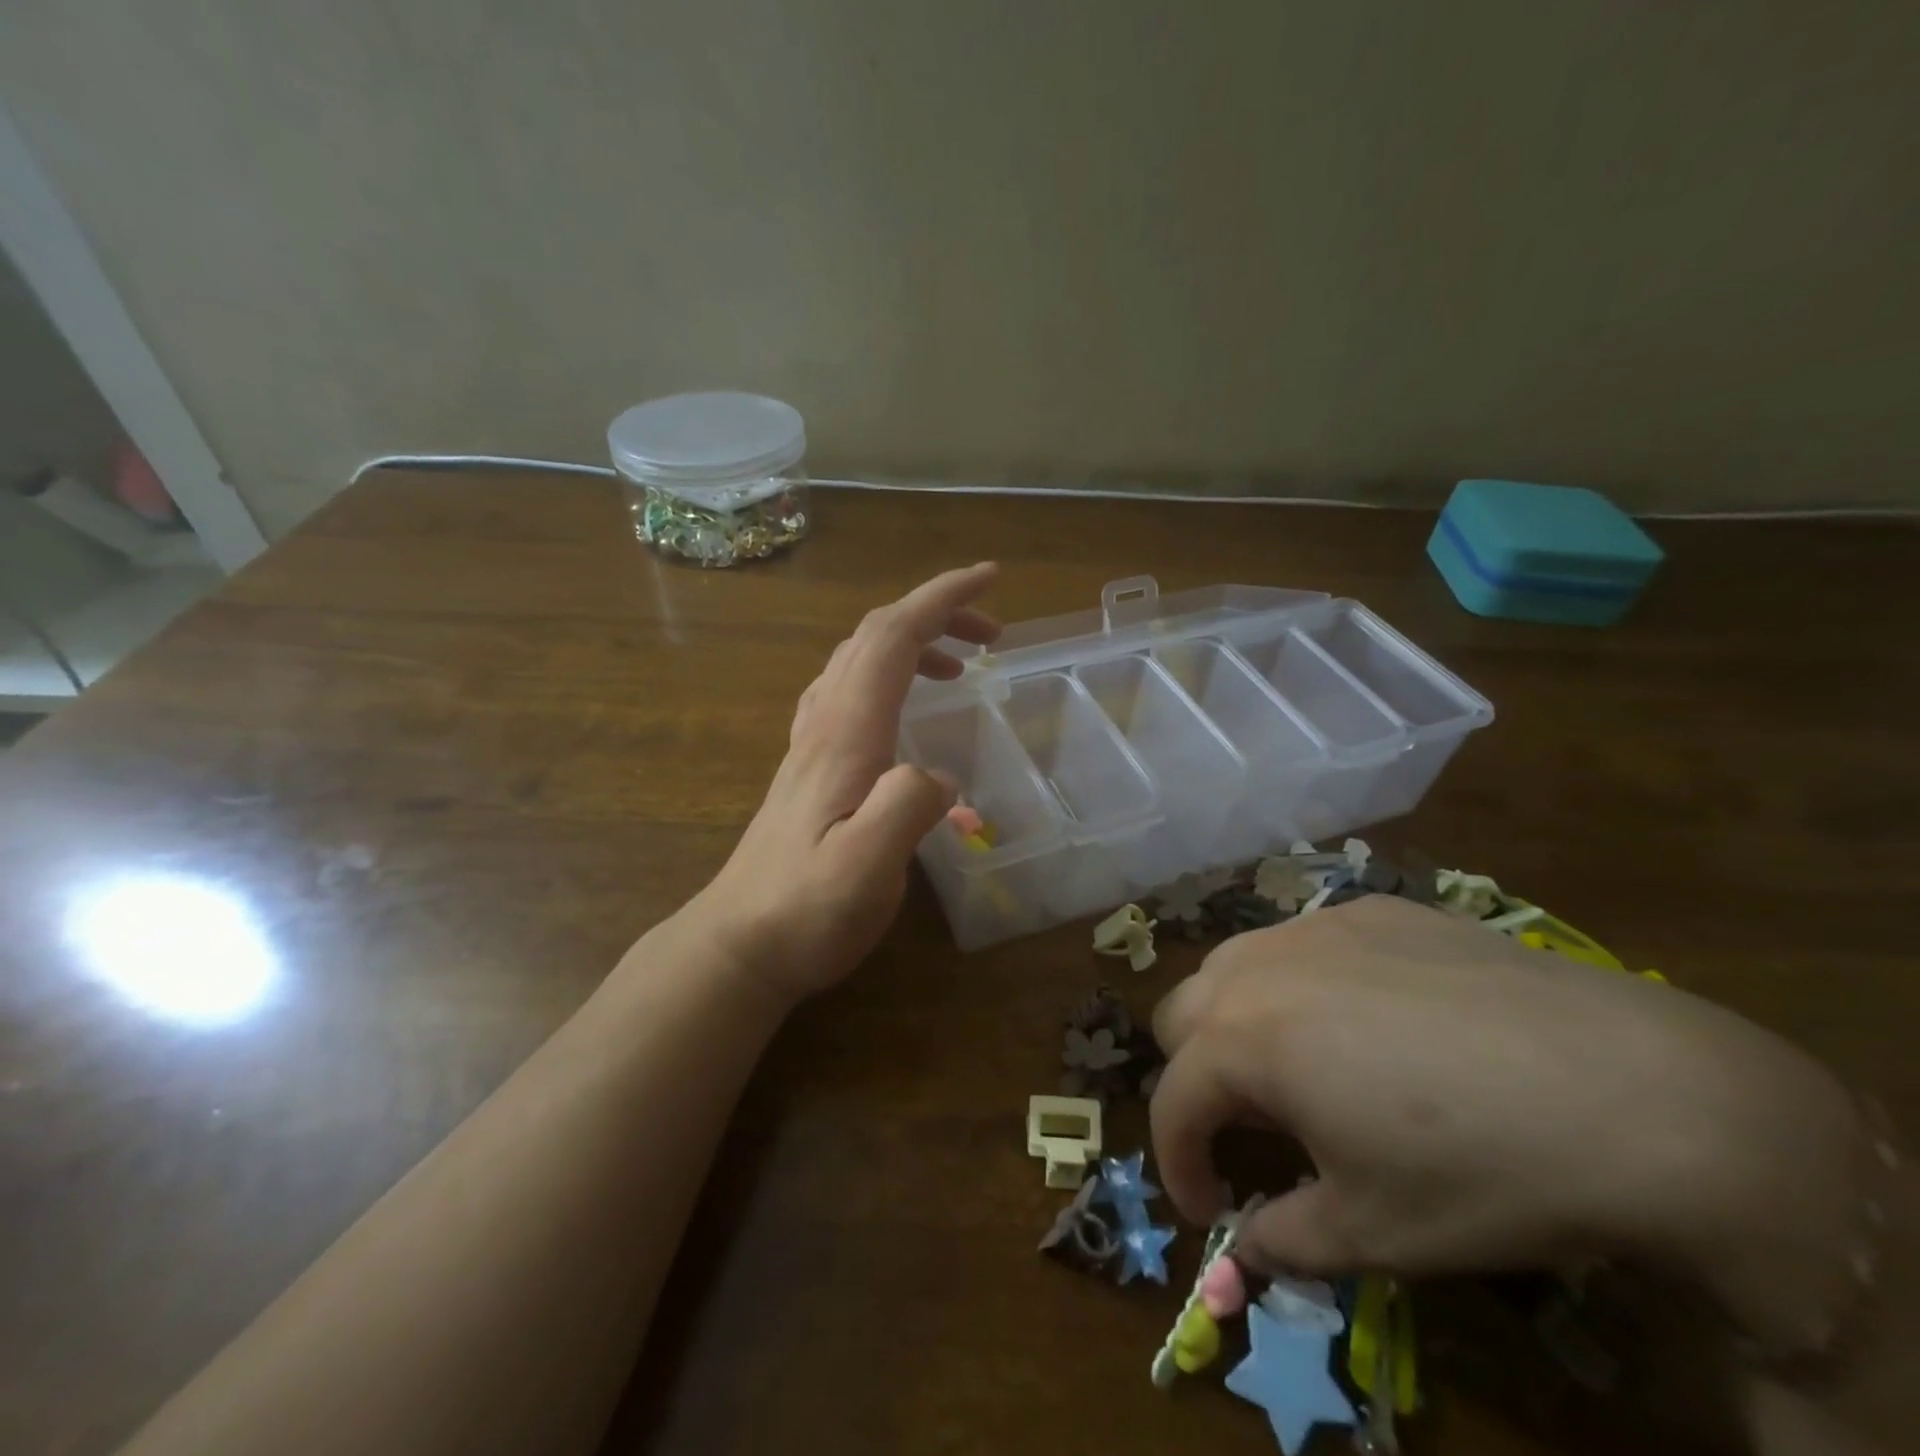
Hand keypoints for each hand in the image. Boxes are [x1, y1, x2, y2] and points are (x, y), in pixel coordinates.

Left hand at [691, 563, 1000, 1004]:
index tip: (991, 580)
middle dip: (936, 613)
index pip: (892, 637)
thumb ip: (907, 809)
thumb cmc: (805, 909)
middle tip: (991, 633)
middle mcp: (826, 722)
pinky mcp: (812, 764)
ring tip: (960, 665)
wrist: (741, 942)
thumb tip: (941, 774)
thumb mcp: (865, 868)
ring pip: (859, 659)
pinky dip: (890, 674)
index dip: (942, 599)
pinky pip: (850, 690)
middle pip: (875, 636)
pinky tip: (906, 706)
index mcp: (846, 733)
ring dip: (913, 641)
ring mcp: (813, 741)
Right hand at [1148, 896, 1866, 1350]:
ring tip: (1299, 1066)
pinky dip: (1302, 983)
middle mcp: (1261, 966)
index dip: (1178, 1163)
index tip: (1209, 1207)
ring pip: (1234, 965)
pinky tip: (1371, 1019)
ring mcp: (1318, 926)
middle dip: (1197, 1077)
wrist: (1635, 1092)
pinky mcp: (1375, 911)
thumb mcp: (1373, 1234)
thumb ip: (1285, 1239)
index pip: (1171, 1101)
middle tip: (1253, 1130)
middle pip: (1180, 1014)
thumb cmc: (1482, 1173)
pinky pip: (1304, 941)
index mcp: (1243, 1039)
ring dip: (1237, 1019)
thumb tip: (1247, 1243)